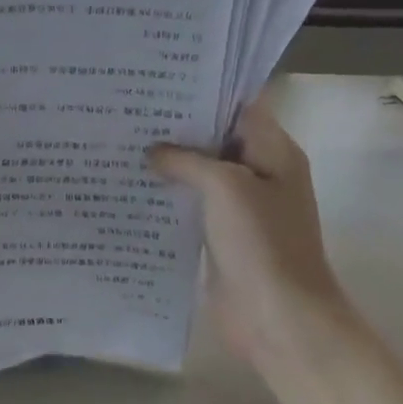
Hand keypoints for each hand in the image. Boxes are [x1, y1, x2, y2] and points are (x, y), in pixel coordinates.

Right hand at [149, 102, 349, 358]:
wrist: (278, 317)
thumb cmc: (261, 242)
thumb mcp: (225, 187)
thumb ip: (188, 160)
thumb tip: (154, 152)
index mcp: (274, 152)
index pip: (239, 108)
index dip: (204, 94)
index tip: (160, 86)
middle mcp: (260, 174)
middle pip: (217, 140)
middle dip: (178, 129)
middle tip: (131, 112)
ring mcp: (241, 208)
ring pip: (202, 174)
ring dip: (170, 164)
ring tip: (124, 144)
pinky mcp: (222, 237)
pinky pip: (194, 206)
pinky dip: (169, 196)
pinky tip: (134, 188)